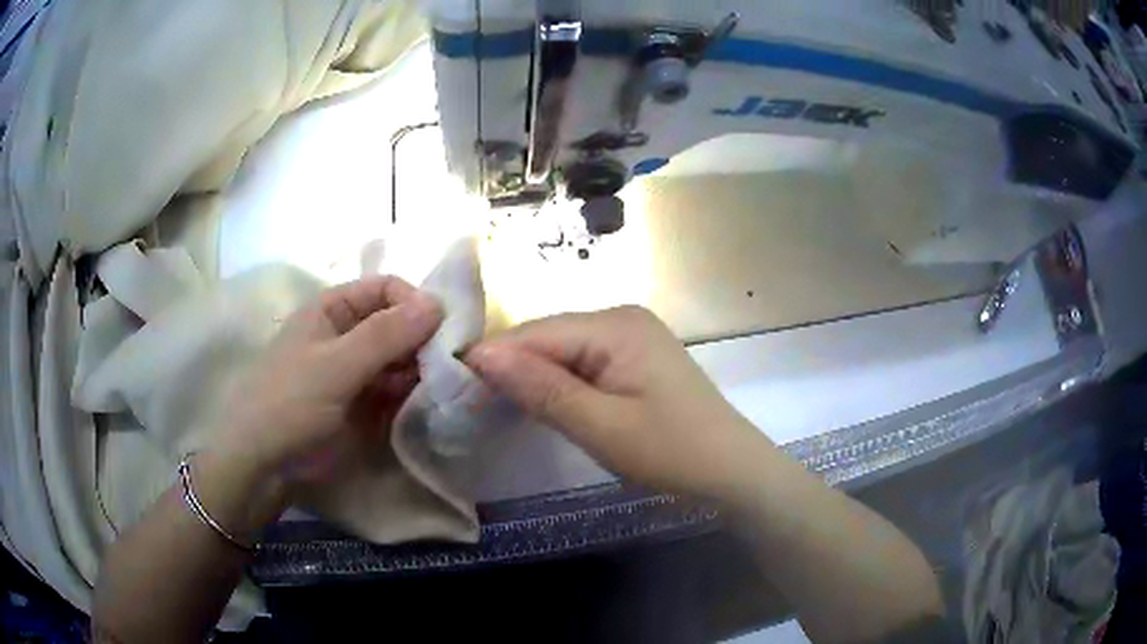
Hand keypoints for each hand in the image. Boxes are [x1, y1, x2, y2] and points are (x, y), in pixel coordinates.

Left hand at [217, 275, 442, 479]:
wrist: (264, 464)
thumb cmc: (289, 403)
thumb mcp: (334, 366)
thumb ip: (385, 336)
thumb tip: (438, 302)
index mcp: (333, 310)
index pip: (386, 289)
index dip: (415, 303)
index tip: (443, 331)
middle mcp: (347, 334)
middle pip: (397, 324)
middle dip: (423, 341)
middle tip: (448, 367)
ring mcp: (356, 371)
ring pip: (400, 359)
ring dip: (421, 370)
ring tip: (439, 390)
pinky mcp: (363, 404)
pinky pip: (396, 390)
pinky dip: (412, 395)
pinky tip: (425, 406)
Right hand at [465, 306, 769, 498]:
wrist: (732, 472)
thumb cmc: (670, 452)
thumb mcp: (601, 427)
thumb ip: (542, 389)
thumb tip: (481, 355)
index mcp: (615, 325)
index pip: (536, 333)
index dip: (494, 358)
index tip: (454, 388)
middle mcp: (622, 317)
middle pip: (548, 337)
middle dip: (511, 367)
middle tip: (471, 403)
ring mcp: (631, 336)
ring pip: (563, 349)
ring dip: (532, 375)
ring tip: (496, 404)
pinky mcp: (636, 358)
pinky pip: (583, 361)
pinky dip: (558, 381)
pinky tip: (541, 400)